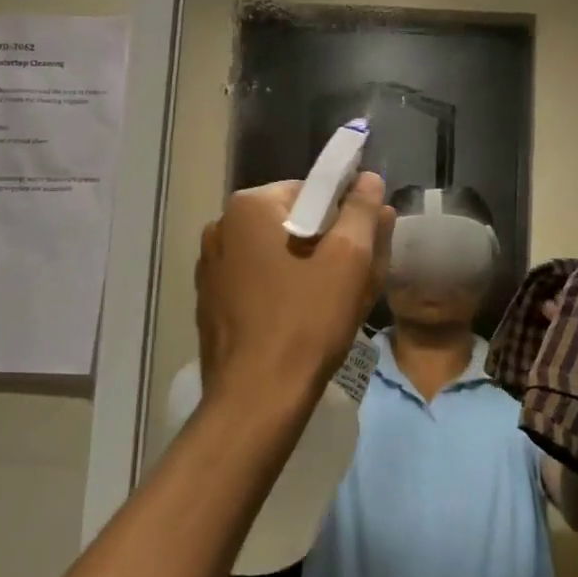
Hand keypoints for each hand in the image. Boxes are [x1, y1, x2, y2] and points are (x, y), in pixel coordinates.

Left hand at [195, 173, 393, 413]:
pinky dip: (282, 290)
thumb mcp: (349, 258)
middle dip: (328, 244)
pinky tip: (302, 320)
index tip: (364, 247)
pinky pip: (257, 282)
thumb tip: (367, 178)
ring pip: (275, 255)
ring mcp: (210, 267)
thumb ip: (361, 210)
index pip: (311, 191)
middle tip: (357, 277)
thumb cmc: (307, 320)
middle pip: (292, 222)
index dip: (345, 216)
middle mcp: (221, 227)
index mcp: (248, 206)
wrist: (256, 398)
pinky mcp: (210, 302)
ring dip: (307, 268)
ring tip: (333, 303)